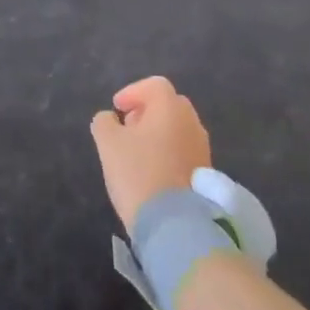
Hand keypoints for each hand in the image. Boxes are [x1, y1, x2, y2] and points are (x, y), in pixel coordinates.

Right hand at [90, 75, 211, 234]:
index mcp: (170, 107)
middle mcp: (192, 122)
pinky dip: (168, 151)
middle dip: (146, 111)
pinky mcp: (205, 173)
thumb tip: (109, 118)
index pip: (154, 85)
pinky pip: (184, 150)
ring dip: (158, 132)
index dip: (132, 92)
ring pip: (178, 128)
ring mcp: (202, 148)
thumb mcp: (108, 144)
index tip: (117, 108)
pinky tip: (153, 170)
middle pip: (169, 105)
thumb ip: (104, 122)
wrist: (175, 224)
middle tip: (127, 126)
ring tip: (138, 151)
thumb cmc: (139, 173)